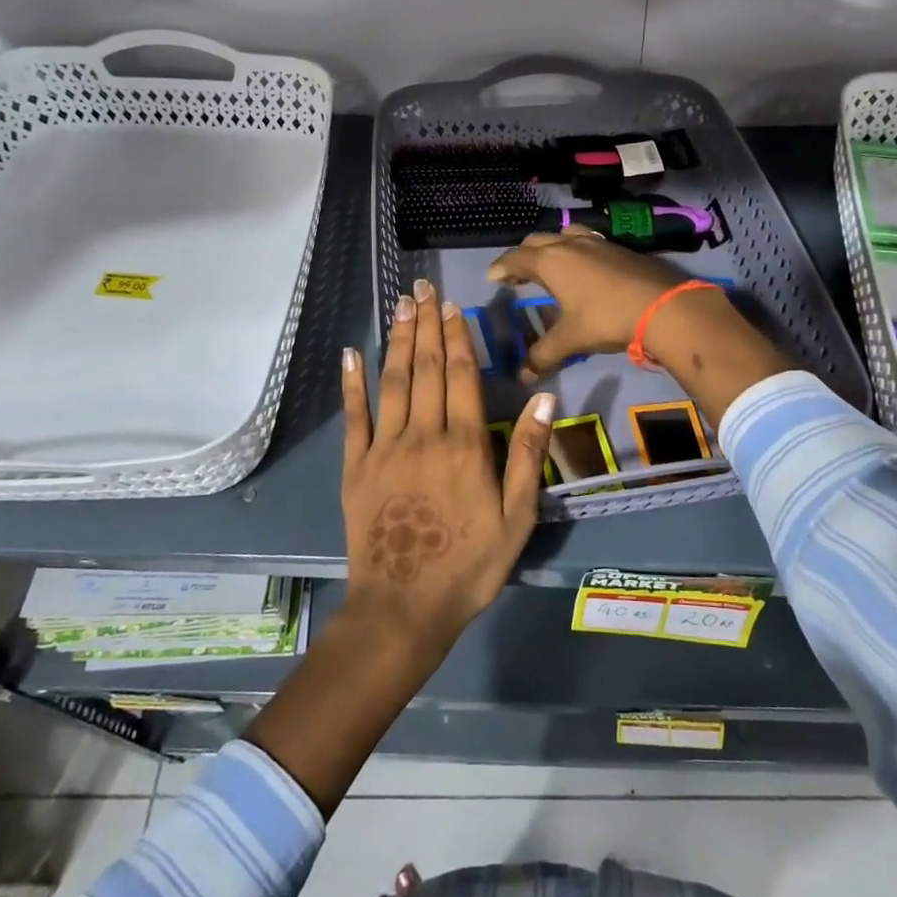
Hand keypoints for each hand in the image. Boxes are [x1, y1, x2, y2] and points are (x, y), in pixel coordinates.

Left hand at [340, 278, 555, 658]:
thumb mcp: (516, 517)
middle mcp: (423, 435)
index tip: (452, 306)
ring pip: (393, 382)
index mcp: (464, 445)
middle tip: (422, 288)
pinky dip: (353, 383)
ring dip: (398, 340)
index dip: (457, 337)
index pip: (461, 376)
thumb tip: (544, 397)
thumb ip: (527, 454)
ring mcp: (384, 448)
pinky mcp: (356, 466)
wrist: (404, 607)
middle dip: (426, 325)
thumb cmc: (469, 565)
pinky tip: (352, 354)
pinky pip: (355, 416)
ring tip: (400, 306)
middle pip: (426, 368)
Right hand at [486, 227, 724, 378]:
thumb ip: (543, 354)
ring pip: (564, 235)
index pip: (516, 258)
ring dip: (551, 246)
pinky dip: (575, 249)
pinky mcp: (619, 248)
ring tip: (549, 264)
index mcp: (550, 261)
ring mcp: (597, 242)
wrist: (662, 305)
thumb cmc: (606, 318)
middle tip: (517, 274)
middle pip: (537, 241)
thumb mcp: (571, 339)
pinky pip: (587, 240)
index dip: (501, 267)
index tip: (493, 277)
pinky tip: (583, 266)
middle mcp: (570, 244)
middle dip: (523, 255)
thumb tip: (522, 375)